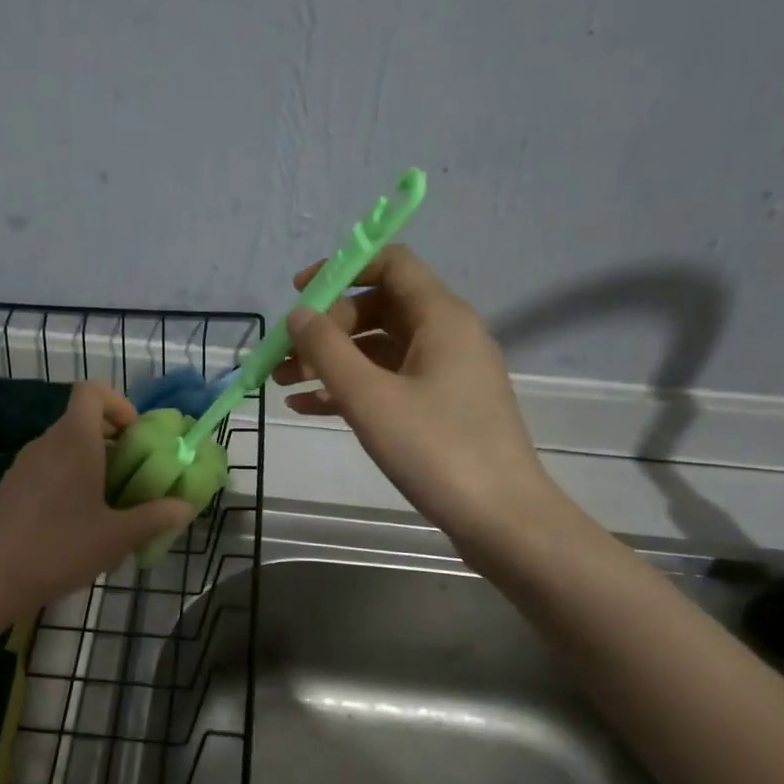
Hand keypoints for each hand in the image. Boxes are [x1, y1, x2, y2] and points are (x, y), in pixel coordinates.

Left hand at [0, 382, 194, 624]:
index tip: (136, 437)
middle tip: (133, 477)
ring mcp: (22, 465)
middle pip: (81, 421)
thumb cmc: (59, 549)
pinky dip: (68, 480)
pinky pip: (47, 469)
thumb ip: (155, 518)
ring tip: (108, 506)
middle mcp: (46, 443)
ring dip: (91, 464)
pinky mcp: (9, 488)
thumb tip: (185, 507)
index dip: (118, 404)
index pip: (91, 391)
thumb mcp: (117, 537)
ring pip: (64, 447)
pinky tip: (75, 524)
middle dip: (112, 441)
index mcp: (74, 441)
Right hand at [274, 244, 560, 538]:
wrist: (501, 519)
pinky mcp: (440, 409)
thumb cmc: (436, 450)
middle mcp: (447, 335)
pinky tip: (308, 407)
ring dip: (330, 361)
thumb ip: (328, 350)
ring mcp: (445, 374)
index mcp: (441, 317)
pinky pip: (387, 383)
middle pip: (378, 308)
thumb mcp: (370, 398)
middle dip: (326, 327)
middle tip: (285, 357)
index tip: (298, 295)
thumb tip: (298, 315)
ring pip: (378, 350)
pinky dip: (349, 389)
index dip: (342, 269)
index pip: (391, 264)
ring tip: (282, 384)